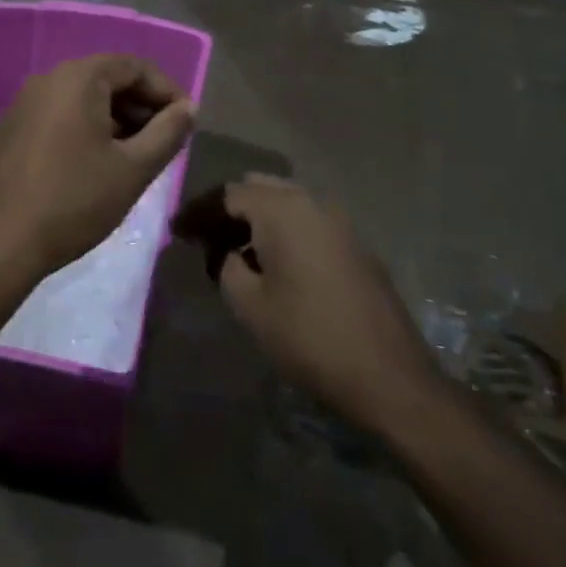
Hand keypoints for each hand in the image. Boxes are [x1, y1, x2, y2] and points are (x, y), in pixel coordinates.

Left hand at [0, 55, 195, 283]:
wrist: (1, 245)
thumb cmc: (75, 201)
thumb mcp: (134, 169)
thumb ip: (168, 132)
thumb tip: (188, 108)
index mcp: (77, 78)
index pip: (134, 66)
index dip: (166, 90)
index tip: (185, 122)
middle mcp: (46, 79)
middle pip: (106, 78)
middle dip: (140, 105)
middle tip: (163, 140)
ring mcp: (22, 103)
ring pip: (81, 98)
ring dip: (114, 118)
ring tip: (134, 155)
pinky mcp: (10, 129)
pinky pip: (58, 114)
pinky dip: (85, 127)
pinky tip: (95, 163)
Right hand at [174, 176, 441, 431]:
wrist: (389, 376)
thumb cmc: (309, 337)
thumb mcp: (250, 305)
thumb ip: (227, 266)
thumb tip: (226, 252)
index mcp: (281, 210)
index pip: (228, 195)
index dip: (198, 212)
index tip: (176, 232)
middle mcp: (311, 203)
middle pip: (259, 190)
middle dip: (229, 210)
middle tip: (206, 239)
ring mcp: (339, 222)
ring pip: (286, 204)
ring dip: (258, 221)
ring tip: (236, 254)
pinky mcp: (355, 246)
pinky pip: (308, 223)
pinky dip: (284, 232)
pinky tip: (275, 265)